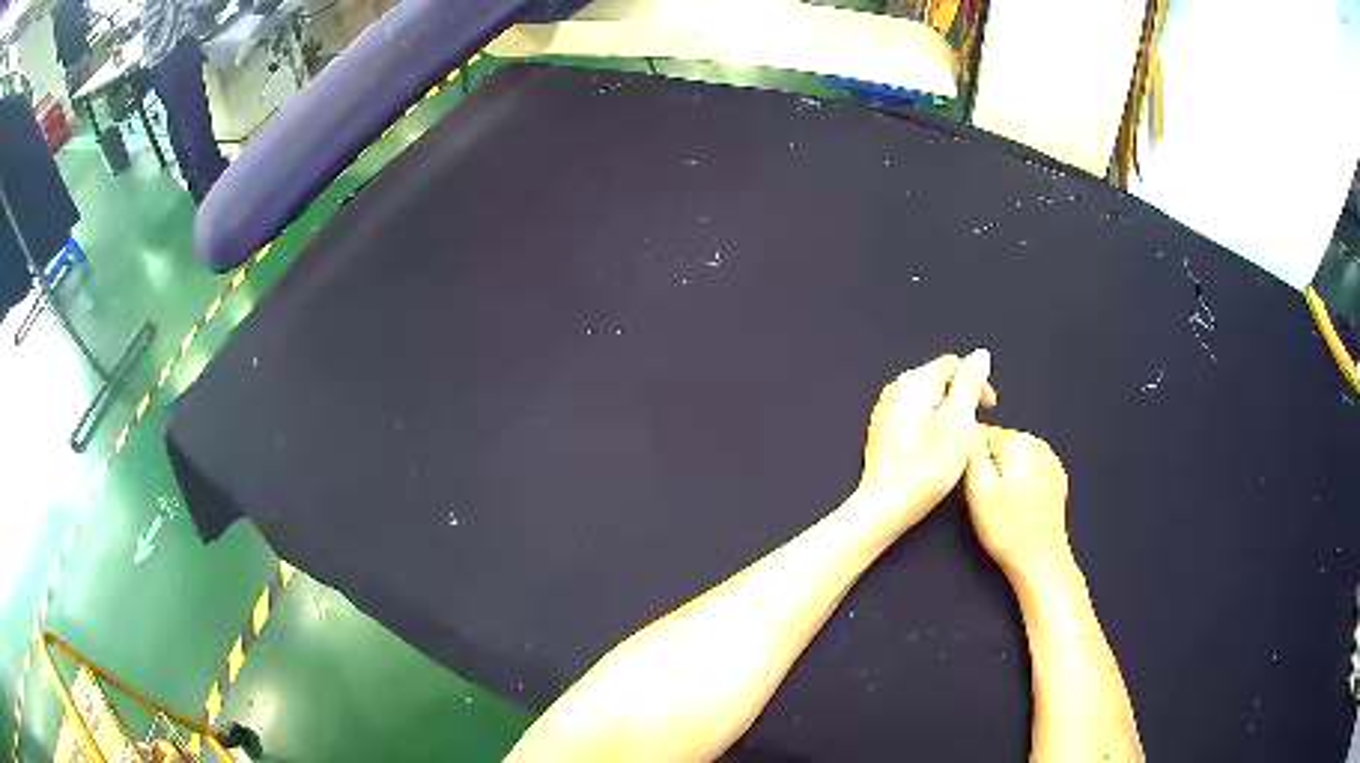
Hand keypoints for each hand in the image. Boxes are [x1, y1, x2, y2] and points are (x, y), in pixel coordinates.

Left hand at [856, 350, 995, 533]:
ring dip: (950, 413)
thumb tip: (980, 355)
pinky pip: (915, 417)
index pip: (953, 363)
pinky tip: (939, 450)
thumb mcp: (959, 421)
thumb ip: (970, 383)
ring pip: (928, 400)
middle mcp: (896, 389)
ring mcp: (886, 411)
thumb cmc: (925, 468)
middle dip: (963, 397)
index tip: (991, 407)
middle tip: (977, 426)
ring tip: (961, 440)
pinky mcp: (884, 432)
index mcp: (914, 381)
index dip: (978, 381)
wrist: (885, 506)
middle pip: (939, 380)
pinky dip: (933, 426)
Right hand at [965, 425, 1070, 579]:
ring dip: (1004, 477)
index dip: (969, 460)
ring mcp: (1051, 462)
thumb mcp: (978, 489)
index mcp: (1020, 441)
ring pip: (1014, 460)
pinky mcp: (1056, 481)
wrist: (1041, 560)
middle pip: (999, 446)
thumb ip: (971, 451)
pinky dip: (1020, 486)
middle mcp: (1039, 444)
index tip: (969, 485)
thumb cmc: (1007, 528)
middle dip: (988, 468)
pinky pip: (1029, 473)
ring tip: (1000, 507)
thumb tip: (965, 425)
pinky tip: (1016, 508)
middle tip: (983, 500)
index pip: (981, 434)